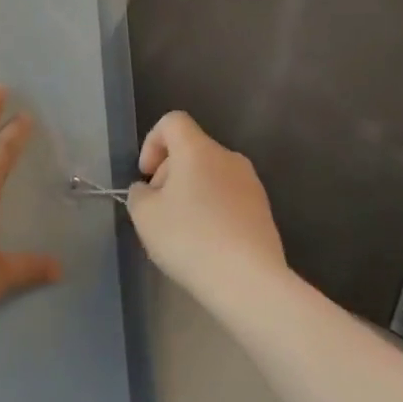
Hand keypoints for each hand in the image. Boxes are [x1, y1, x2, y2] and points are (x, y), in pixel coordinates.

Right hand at [127, 111, 287, 296]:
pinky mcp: (263, 210)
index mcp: (198, 149)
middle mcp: (228, 157)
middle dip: (169, 172)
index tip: (146, 175)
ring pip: (211, 174)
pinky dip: (212, 209)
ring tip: (182, 230)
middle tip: (158, 209)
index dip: (152, 142)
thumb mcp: (145, 216)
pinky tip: (206, 242)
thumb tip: (149, 190)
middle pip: (191, 149)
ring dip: (191, 192)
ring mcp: (251, 183)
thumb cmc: (190, 238)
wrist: (248, 280)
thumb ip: (139, 194)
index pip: (172, 122)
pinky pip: (228, 197)